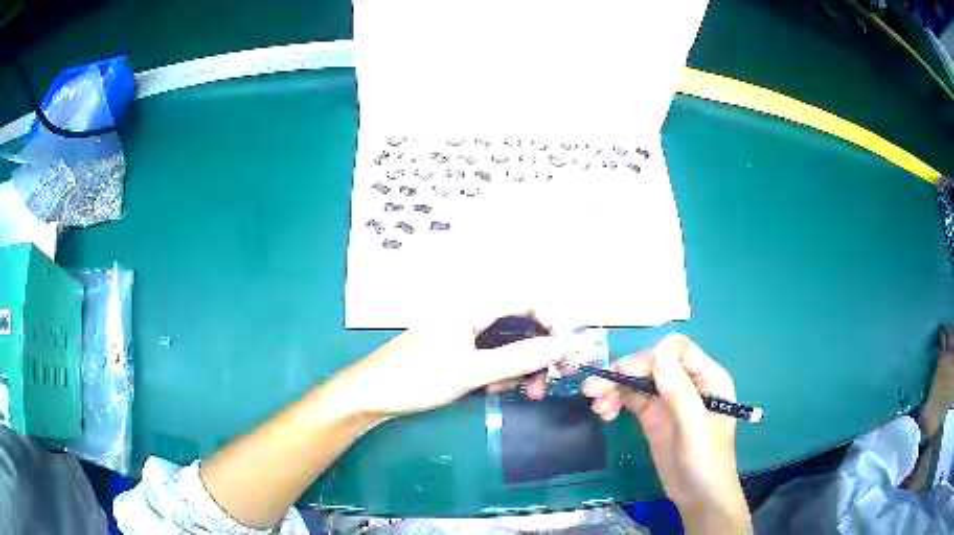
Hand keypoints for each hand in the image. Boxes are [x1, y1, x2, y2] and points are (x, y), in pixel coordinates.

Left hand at [336, 309, 566, 417]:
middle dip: (535, 355)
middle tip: (542, 386)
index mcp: (474, 309)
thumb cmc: (418, 377)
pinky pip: (488, 359)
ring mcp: (461, 336)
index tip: (565, 352)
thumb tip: (563, 345)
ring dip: (516, 369)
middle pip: (518, 327)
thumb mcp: (473, 370)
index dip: (552, 322)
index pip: (527, 302)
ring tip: (512, 394)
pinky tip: (490, 392)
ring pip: (505, 347)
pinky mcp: (454, 354)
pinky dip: (497, 375)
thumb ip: (519, 358)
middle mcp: (470, 317)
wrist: (370, 394)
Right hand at [582, 334, 750, 532]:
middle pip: (653, 364)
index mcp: (706, 378)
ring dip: (615, 388)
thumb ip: (679, 391)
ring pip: (639, 381)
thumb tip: (658, 355)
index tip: (623, 375)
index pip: (676, 351)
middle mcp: (687, 383)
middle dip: (624, 373)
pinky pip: (633, 400)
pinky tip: (604, 413)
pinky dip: (617, 402)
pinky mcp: (654, 417)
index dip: (648, 358)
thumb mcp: (695, 427)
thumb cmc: (706, 461)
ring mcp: (669, 400)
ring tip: (596, 405)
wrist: (699, 496)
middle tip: (593, 390)